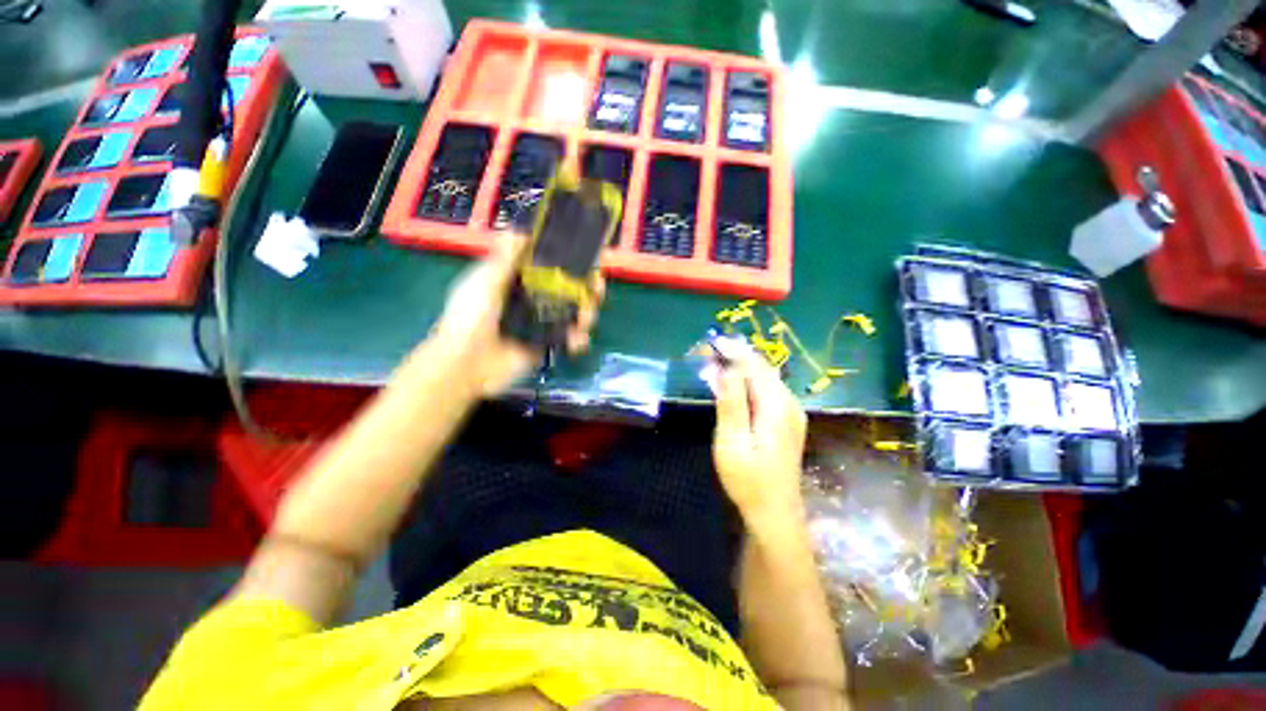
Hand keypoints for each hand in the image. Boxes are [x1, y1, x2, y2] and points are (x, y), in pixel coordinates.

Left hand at [428, 235, 603, 397]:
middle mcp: (534, 299)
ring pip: (574, 313)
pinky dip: (578, 340)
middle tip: (597, 290)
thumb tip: (520, 229)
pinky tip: (576, 341)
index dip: (571, 261)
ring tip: (585, 320)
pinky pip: (570, 339)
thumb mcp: (484, 282)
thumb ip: (504, 259)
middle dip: (588, 289)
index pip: (552, 266)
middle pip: (569, 289)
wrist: (465, 363)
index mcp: (519, 280)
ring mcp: (542, 323)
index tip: (590, 259)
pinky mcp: (547, 344)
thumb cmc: (470, 317)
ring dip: (587, 314)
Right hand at [712, 346, 807, 526]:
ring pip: (766, 377)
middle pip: (762, 368)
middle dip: (737, 355)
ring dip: (742, 366)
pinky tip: (736, 381)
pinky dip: (750, 379)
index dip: (732, 351)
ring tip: (719, 359)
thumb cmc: (748, 480)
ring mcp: (791, 412)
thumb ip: (731, 404)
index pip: (753, 366)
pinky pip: (768, 389)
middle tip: (711, 349)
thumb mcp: (732, 443)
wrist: (775, 513)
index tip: (711, 341)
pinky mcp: (788, 420)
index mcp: (776, 406)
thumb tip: (724, 369)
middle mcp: (789, 403)